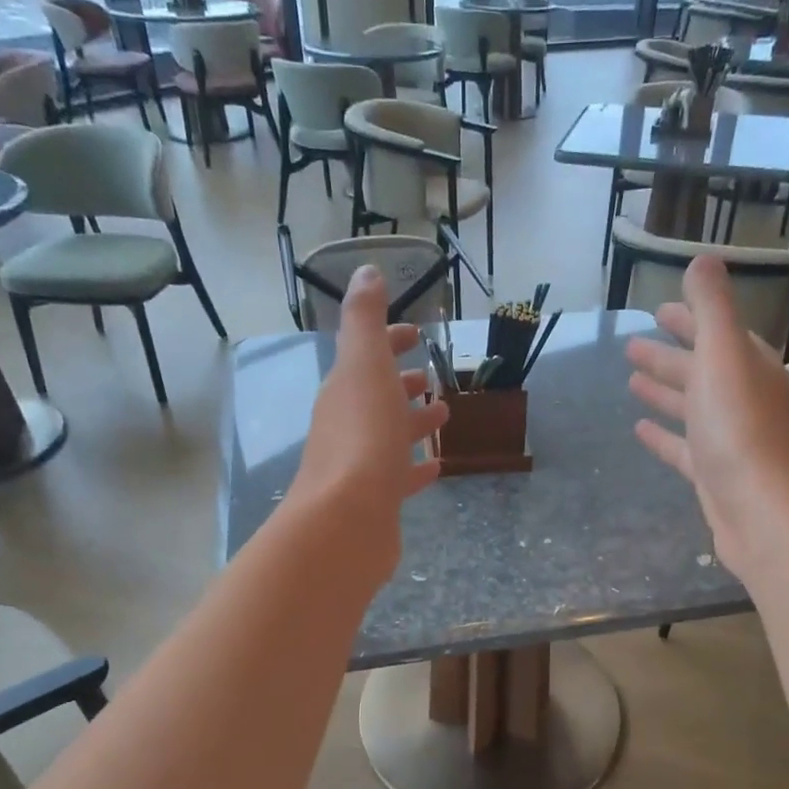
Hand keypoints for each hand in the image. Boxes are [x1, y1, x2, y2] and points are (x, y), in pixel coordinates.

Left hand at [288, 267, 449, 584]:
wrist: (347, 517)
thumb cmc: (362, 435)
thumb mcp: (364, 365)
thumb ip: (365, 320)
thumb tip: (365, 271)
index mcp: (345, 390)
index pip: (366, 356)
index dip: (389, 341)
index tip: (415, 334)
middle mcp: (347, 425)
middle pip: (376, 397)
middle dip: (401, 383)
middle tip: (429, 377)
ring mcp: (360, 465)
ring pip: (390, 436)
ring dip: (413, 422)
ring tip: (444, 416)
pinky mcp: (377, 501)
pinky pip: (399, 477)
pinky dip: (416, 467)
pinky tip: (435, 466)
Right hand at [626, 256, 788, 579]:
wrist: (765, 516)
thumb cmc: (743, 431)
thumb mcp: (724, 357)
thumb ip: (712, 308)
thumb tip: (703, 259)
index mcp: (749, 369)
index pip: (719, 334)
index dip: (691, 319)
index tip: (659, 309)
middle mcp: (744, 402)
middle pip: (702, 371)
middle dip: (669, 355)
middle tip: (631, 346)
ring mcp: (730, 442)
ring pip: (692, 409)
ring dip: (664, 392)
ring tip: (630, 381)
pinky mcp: (714, 477)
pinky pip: (684, 449)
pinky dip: (664, 436)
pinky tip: (639, 430)